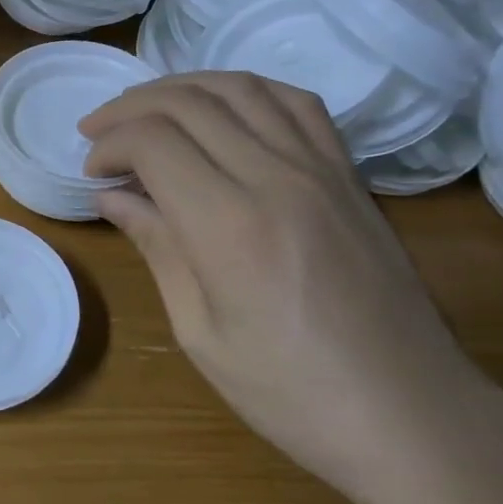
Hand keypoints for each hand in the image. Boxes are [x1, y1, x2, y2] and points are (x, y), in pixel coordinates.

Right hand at [79, 72, 483, 478]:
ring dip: (181, 88)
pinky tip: (222, 107)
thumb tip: (112, 197)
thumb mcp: (200, 331)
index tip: (91, 171)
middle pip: (189, 104)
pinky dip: (247, 90)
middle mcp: (276, 179)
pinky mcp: (350, 175)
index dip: (110, 144)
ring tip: (147, 109)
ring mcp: (322, 170)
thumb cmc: (290, 392)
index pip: (154, 142)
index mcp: (229, 226)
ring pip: (240, 88)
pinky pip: (297, 103)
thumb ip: (157, 248)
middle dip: (130, 108)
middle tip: (98, 131)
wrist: (411, 416)